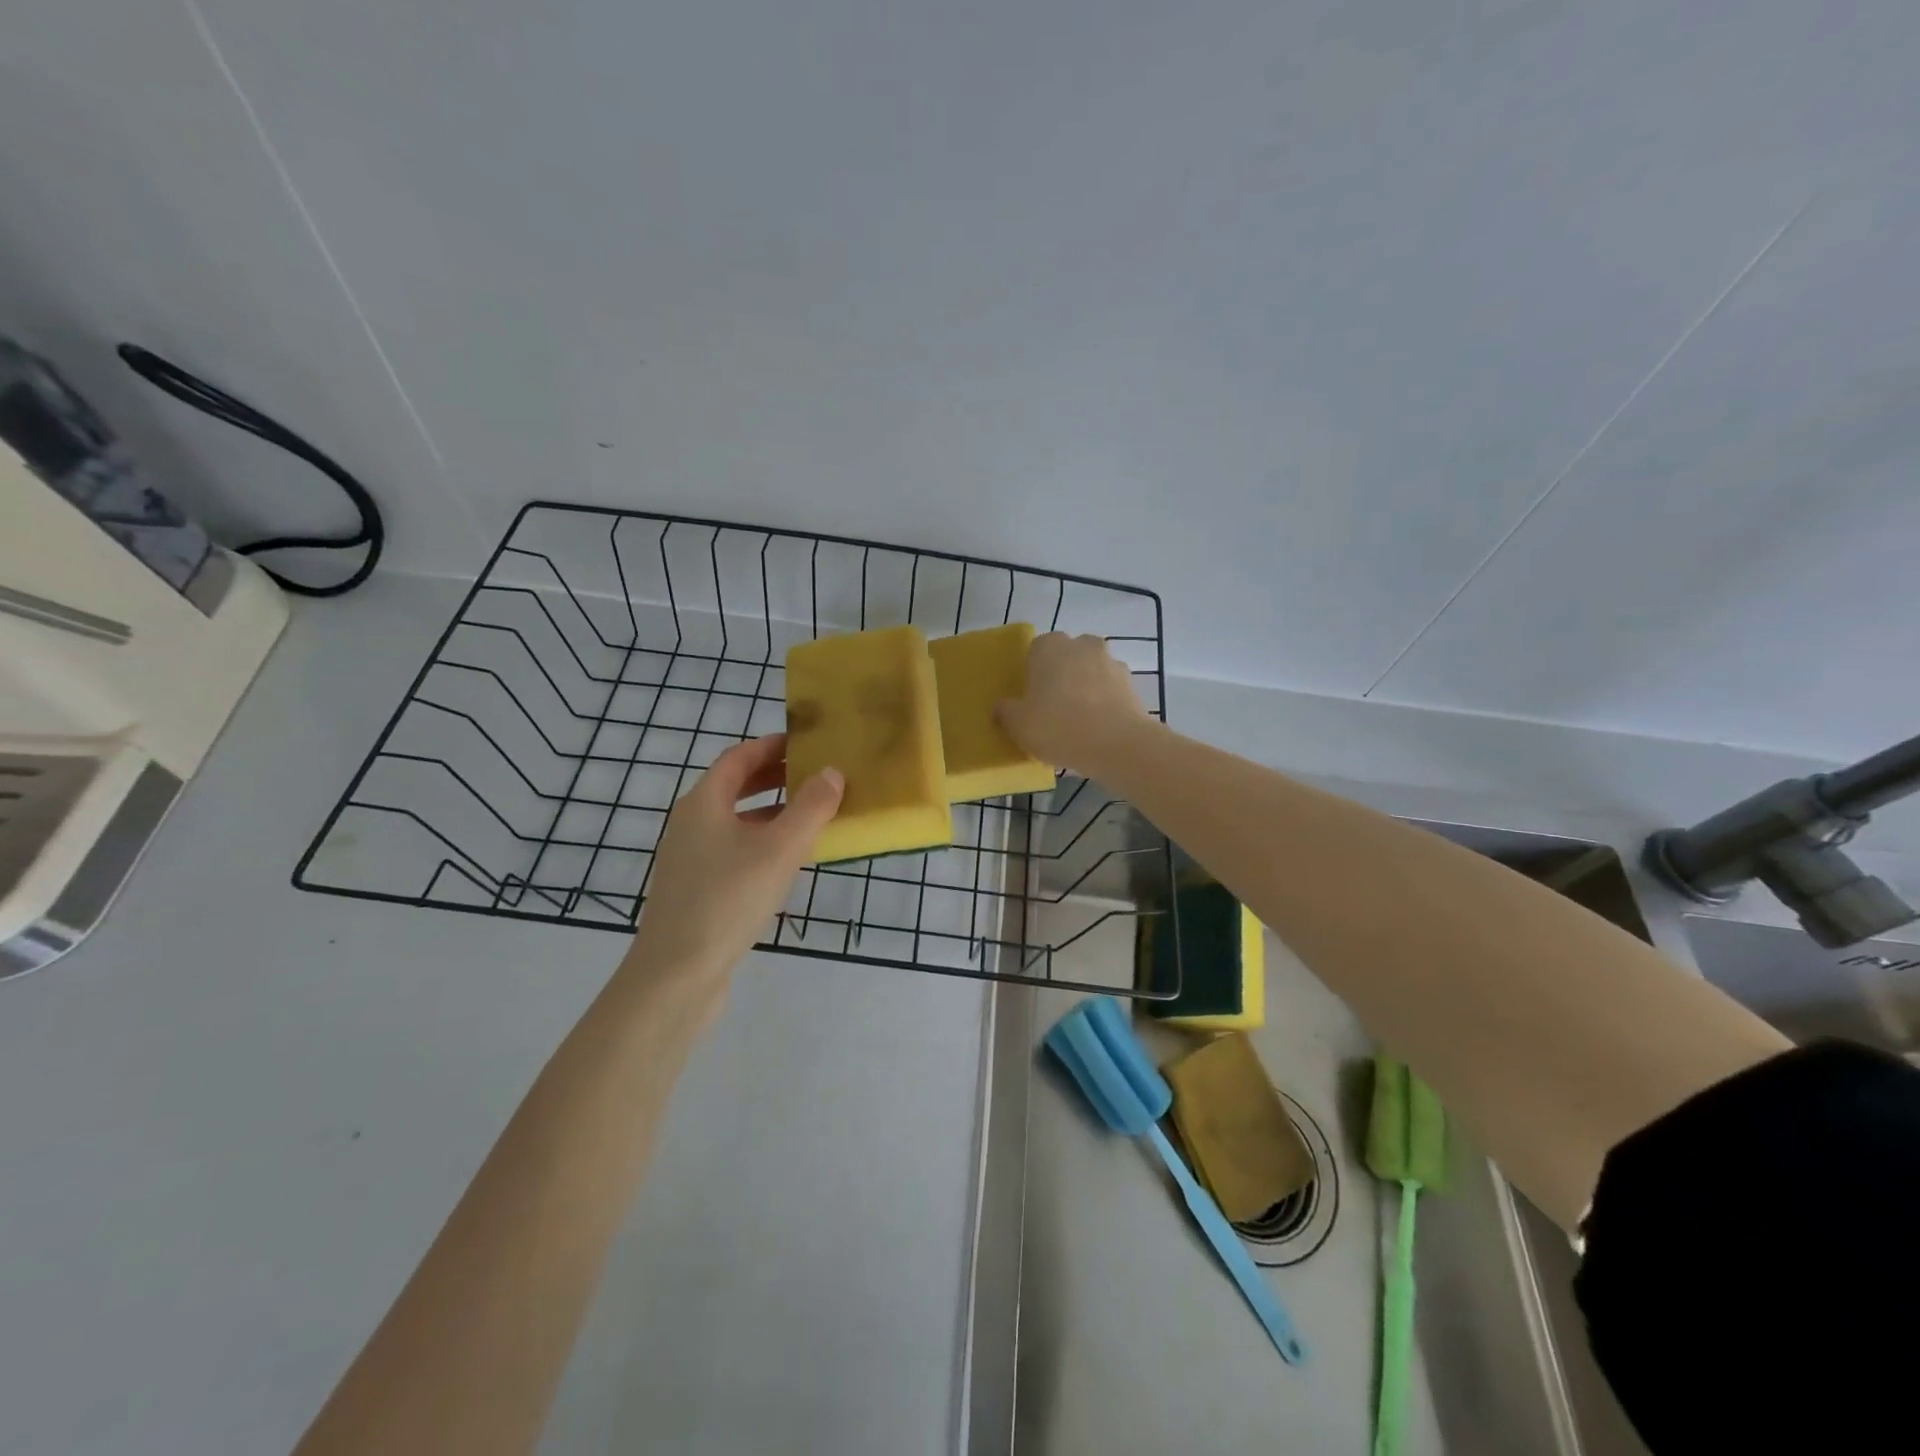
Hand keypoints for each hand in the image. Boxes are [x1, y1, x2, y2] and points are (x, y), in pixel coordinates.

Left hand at [620, 734, 842, 1014]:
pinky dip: (762, 842)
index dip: (772, 745)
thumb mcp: (780, 850)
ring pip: (735, 821)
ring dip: (772, 811)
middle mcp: (691, 824)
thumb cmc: (728, 900)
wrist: (676, 976)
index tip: (807, 741)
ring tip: (811, 815)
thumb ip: (811, 808)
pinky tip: (787, 862)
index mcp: (703, 803)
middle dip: (775, 776)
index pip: (738, 757)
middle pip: (734, 786)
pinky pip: (733, 850)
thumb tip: (831, 772)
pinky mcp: (695, 890)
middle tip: (816, 774)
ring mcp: (689, 859)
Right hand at [996, 632, 1150, 775]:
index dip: (1032, 672)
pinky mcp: (1133, 685)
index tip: (1030, 696)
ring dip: (1085, 688)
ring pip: (1091, 672)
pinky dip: (1104, 703)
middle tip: (1051, 707)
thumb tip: (1002, 707)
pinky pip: (1111, 691)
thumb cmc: (1058, 726)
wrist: (1118, 745)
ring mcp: (1112, 662)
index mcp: (1050, 646)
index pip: (1036, 650)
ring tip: (1077, 721)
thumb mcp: (1018, 724)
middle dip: (1061, 676)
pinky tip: (1097, 729)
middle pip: (1067, 657)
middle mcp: (1082, 645)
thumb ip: (1006, 711)